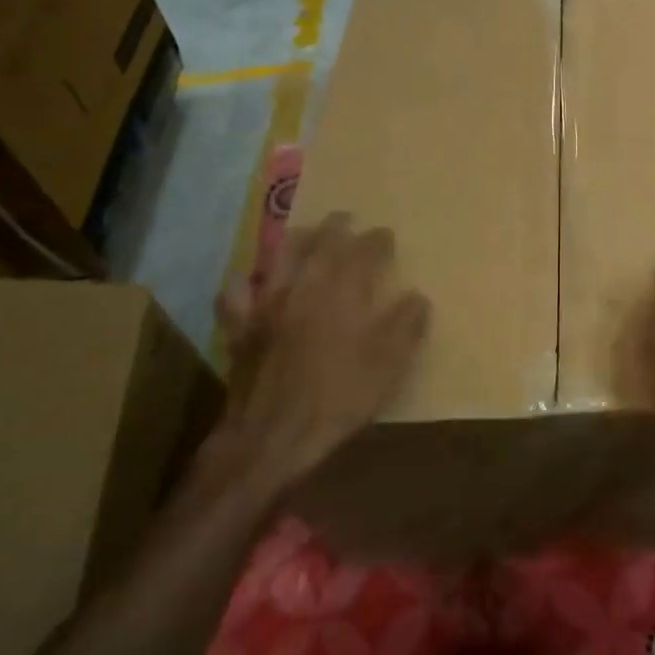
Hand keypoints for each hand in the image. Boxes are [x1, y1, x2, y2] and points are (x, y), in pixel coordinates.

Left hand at [205, 212, 429, 497]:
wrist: (274, 435)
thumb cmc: (339, 398)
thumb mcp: (389, 365)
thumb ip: (406, 326)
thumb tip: (417, 297)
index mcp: (343, 292)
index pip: (364, 252)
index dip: (377, 240)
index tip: (386, 235)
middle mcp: (304, 287)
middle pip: (320, 243)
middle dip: (337, 227)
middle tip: (347, 219)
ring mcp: (267, 304)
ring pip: (279, 257)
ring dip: (296, 240)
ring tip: (305, 234)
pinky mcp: (241, 326)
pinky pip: (237, 293)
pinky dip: (245, 281)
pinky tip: (249, 281)